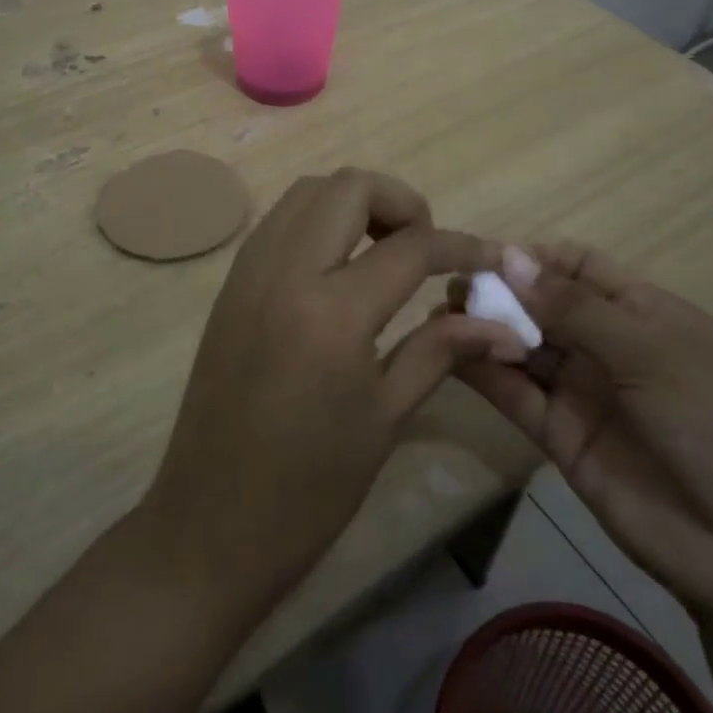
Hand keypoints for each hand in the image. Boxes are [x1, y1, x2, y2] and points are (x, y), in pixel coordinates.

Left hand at [140, 169, 507, 624]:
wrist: (209, 525)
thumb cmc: (309, 488)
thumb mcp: (385, 416)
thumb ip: (441, 350)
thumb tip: (503, 324)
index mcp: (332, 312)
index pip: (410, 247)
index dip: (460, 245)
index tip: (490, 257)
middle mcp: (284, 271)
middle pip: (350, 187)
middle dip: (401, 202)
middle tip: (424, 249)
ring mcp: (249, 271)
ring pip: (308, 192)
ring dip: (354, 204)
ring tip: (384, 252)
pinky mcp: (230, 284)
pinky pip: (279, 221)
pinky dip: (318, 221)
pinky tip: (339, 268)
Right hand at [455, 244, 712, 619]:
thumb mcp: (651, 352)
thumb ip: (575, 308)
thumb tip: (510, 256)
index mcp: (643, 311)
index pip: (578, 266)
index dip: (534, 258)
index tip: (485, 256)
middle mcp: (608, 345)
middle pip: (543, 304)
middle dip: (501, 292)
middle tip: (453, 286)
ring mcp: (583, 392)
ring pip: (524, 347)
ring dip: (486, 328)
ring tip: (441, 313)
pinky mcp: (560, 437)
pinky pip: (517, 394)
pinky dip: (485, 372)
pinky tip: (451, 351)